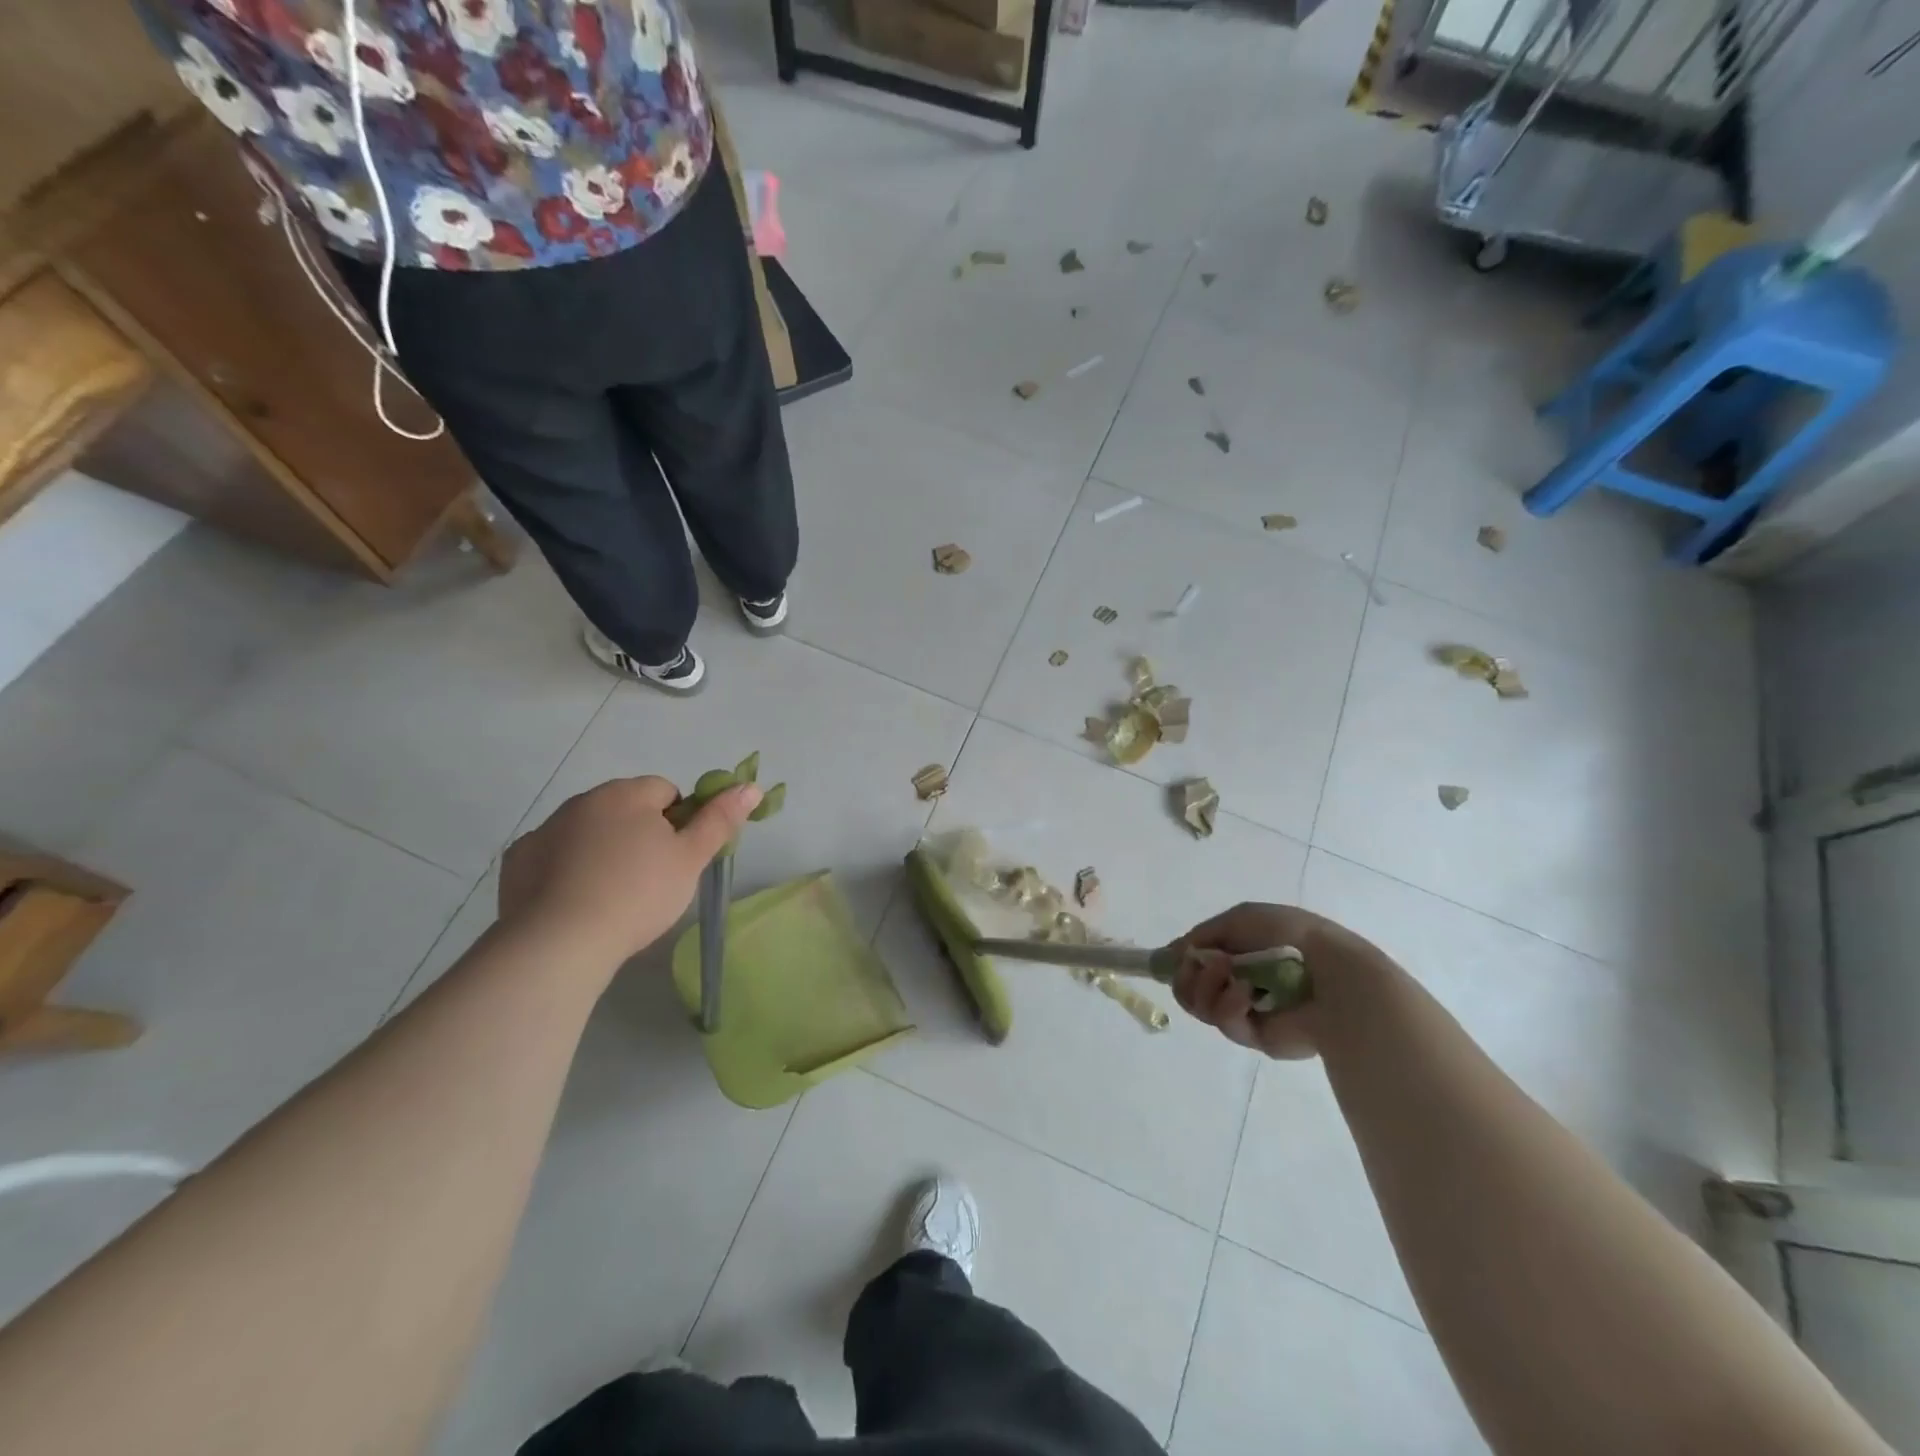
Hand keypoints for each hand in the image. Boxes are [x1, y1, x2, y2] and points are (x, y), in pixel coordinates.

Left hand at [498, 775, 761, 968]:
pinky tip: (574, 901)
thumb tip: (751, 786)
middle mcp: (583, 801)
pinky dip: (565, 869)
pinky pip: (552, 855)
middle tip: (650, 879)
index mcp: (627, 794)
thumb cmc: (638, 895)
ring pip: (588, 830)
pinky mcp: (517, 861)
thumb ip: (720, 820)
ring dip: (602, 849)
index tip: (677, 858)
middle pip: (624, 808)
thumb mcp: (691, 859)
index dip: (678, 822)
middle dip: (639, 833)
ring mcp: (545, 829)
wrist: (560, 943)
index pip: (665, 791)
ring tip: (611, 895)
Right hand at [1169, 902, 1391, 1059]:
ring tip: (1232, 974)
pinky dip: (1230, 1006)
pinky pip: (1226, 1024)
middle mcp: (1236, 982)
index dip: (1179, 963)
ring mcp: (1245, 1011)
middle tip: (1199, 965)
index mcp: (1235, 953)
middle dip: (1187, 976)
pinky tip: (1247, 994)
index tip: (1170, 961)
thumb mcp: (1237, 919)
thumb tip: (1169, 954)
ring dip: (1207, 986)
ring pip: (1201, 1007)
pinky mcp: (1256, 1037)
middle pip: (1188, 989)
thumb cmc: (1287, 935)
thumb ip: (1200, 935)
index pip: (1192, 963)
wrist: (1331, 971)